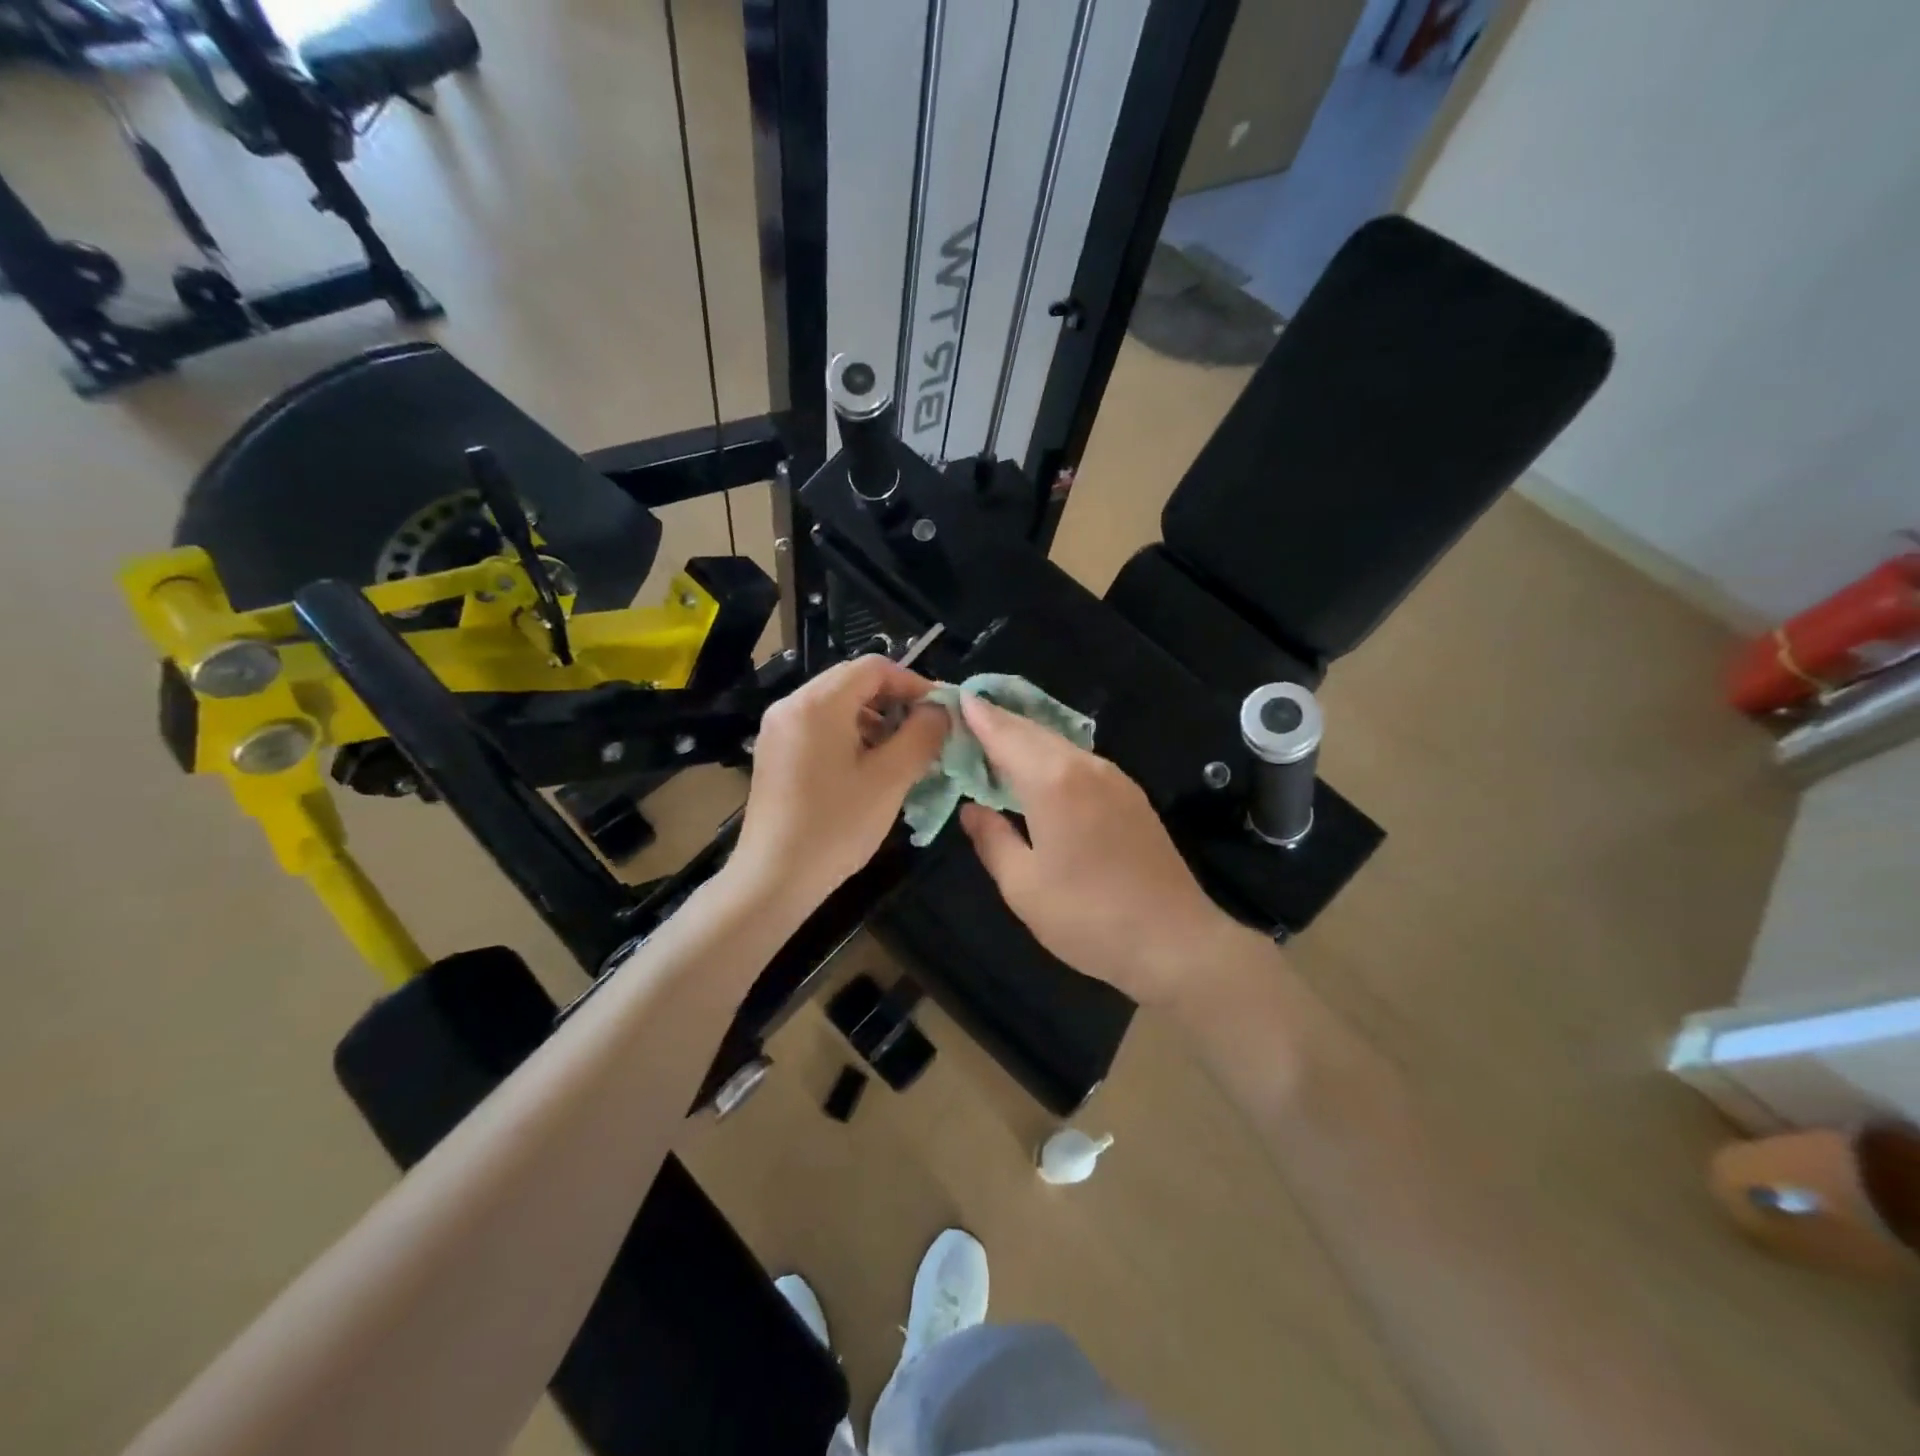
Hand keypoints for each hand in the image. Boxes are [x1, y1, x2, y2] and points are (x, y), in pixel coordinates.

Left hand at [731, 655, 948, 911]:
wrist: (773, 879)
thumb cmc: (836, 826)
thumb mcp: (890, 779)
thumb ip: (922, 735)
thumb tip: (940, 710)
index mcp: (817, 703)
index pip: (874, 667)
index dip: (913, 682)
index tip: (939, 712)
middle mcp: (791, 705)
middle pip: (852, 681)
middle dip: (894, 700)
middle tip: (923, 732)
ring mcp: (777, 729)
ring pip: (836, 704)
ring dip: (873, 718)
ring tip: (899, 752)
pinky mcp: (773, 752)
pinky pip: (818, 725)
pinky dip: (849, 734)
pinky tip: (866, 767)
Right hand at [957, 696, 1247, 1008]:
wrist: (1175, 942)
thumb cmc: (1088, 917)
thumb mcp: (1023, 886)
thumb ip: (992, 839)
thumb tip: (972, 809)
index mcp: (1052, 780)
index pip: (1004, 733)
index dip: (977, 715)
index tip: (954, 698)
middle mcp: (1085, 765)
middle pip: (1033, 731)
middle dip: (998, 722)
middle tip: (964, 720)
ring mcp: (1114, 778)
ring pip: (1059, 744)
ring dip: (1025, 739)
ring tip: (993, 745)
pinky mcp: (1131, 795)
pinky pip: (1079, 761)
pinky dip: (1050, 757)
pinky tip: (1038, 774)